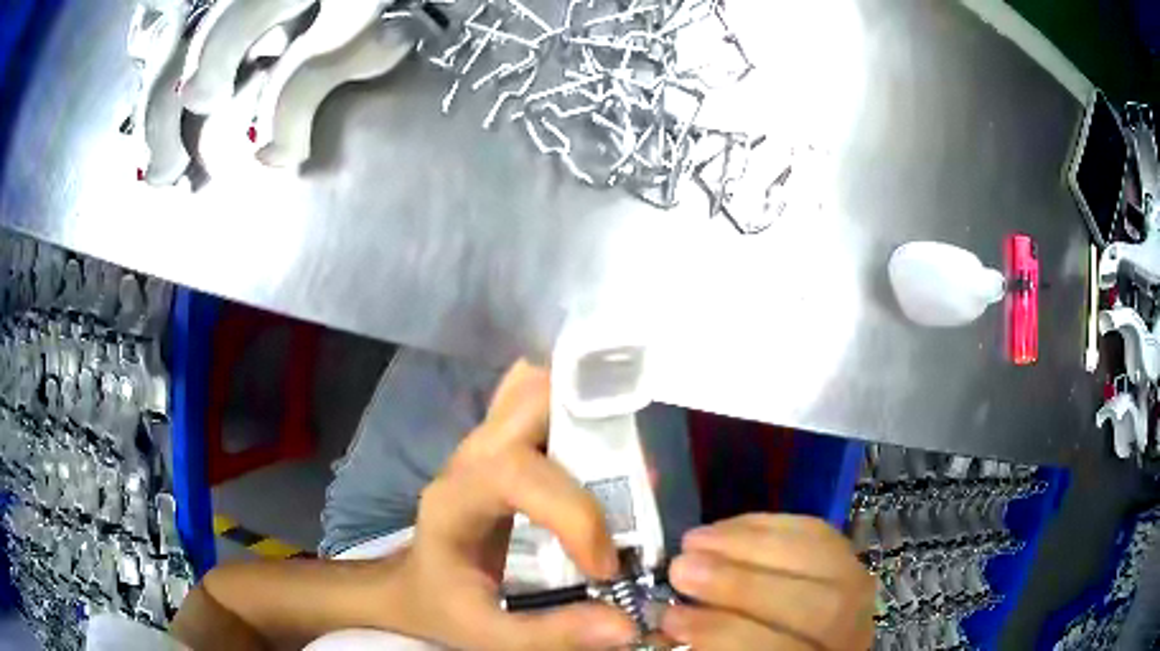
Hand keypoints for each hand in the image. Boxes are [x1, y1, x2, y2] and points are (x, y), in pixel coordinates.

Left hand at [389, 360, 637, 650]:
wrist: (415, 586)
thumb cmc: (445, 607)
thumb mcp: (491, 635)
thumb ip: (554, 633)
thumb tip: (628, 624)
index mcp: (455, 502)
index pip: (514, 473)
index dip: (573, 513)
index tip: (605, 565)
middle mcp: (470, 457)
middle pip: (527, 399)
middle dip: (590, 424)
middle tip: (634, 482)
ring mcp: (485, 443)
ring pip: (535, 388)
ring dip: (586, 409)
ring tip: (625, 465)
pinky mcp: (502, 444)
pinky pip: (538, 401)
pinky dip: (573, 407)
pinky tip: (599, 448)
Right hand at [662, 515, 875, 649]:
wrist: (803, 646)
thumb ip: (709, 646)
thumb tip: (665, 620)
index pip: (785, 650)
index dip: (727, 632)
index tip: (671, 617)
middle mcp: (852, 634)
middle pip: (819, 607)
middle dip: (744, 584)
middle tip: (681, 568)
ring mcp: (861, 594)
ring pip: (827, 562)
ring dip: (753, 544)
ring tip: (695, 540)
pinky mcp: (852, 560)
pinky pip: (821, 533)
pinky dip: (772, 524)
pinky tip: (728, 527)